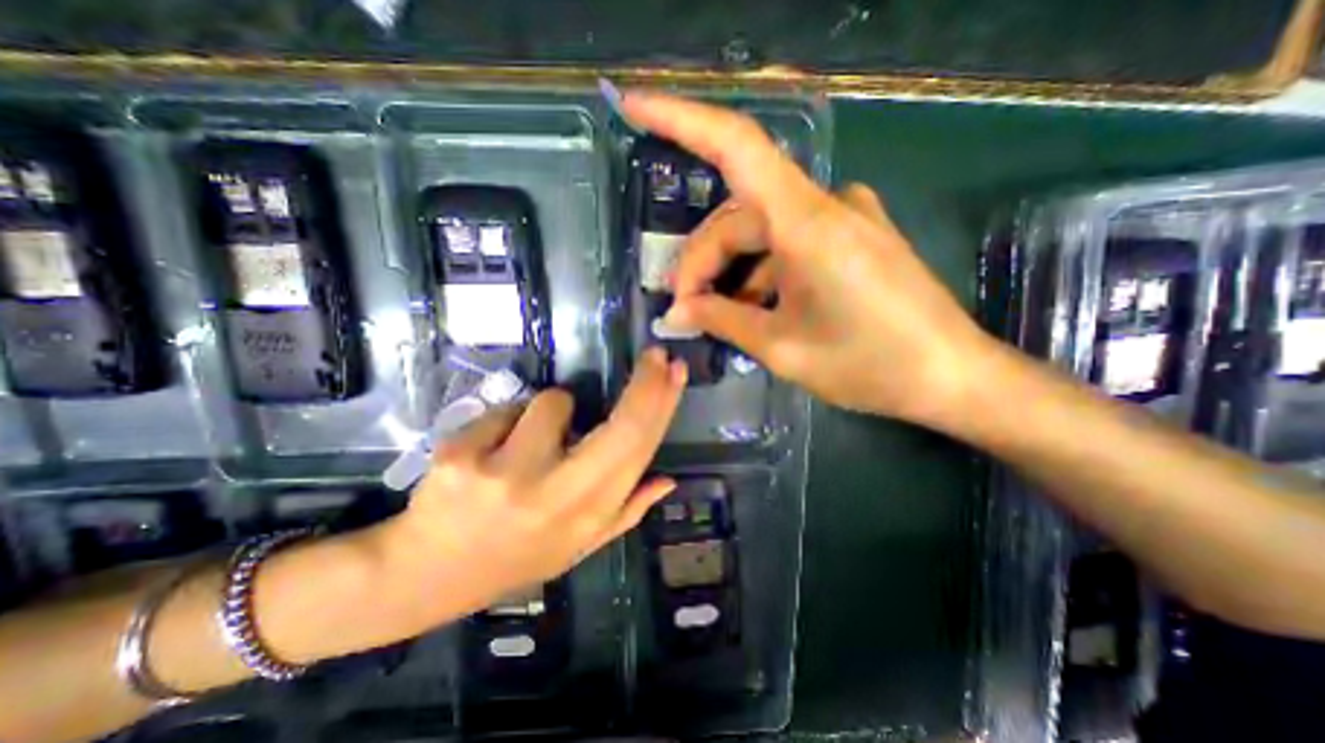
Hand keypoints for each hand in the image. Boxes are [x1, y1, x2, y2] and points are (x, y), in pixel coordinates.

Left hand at [372, 351, 682, 618]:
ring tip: (528, 446)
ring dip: (549, 412)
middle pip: (618, 427)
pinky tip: (488, 454)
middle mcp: (555, 496)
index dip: (662, 406)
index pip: (637, 451)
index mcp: (587, 516)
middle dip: (645, 383)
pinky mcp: (461, 456)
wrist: (426, 575)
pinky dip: (506, 423)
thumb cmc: (514, 558)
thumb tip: (666, 480)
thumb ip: (626, 512)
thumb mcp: (577, 546)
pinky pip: (505, 410)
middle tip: (656, 357)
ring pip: (551, 402)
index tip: (675, 371)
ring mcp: (506, 474)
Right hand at [623, 90, 993, 425]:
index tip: (632, 106)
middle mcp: (824, 204)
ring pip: (760, 233)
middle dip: (701, 263)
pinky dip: (760, 273)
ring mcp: (842, 217)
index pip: (735, 147)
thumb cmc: (868, 364)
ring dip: (730, 272)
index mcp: (807, 223)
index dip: (680, 120)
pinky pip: (788, 243)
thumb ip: (722, 320)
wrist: (949, 376)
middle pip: (737, 217)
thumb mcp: (781, 348)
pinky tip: (753, 309)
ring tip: (715, 317)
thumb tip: (675, 313)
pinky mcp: (851, 236)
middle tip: (683, 310)